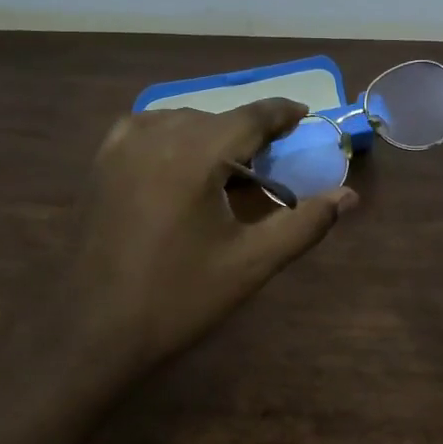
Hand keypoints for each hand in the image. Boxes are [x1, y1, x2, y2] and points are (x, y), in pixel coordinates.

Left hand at [62, 100, 356, 378]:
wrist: (92, 330)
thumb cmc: (178, 298)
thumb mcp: (251, 263)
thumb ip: (304, 224)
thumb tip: (349, 196)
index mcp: (197, 153)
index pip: (252, 116)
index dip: (283, 113)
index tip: (305, 116)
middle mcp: (158, 134)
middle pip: (218, 119)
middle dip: (248, 134)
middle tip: (270, 162)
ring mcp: (122, 145)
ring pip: (182, 121)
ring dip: (210, 135)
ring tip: (227, 168)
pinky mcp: (100, 162)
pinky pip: (147, 130)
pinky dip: (173, 137)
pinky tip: (179, 165)